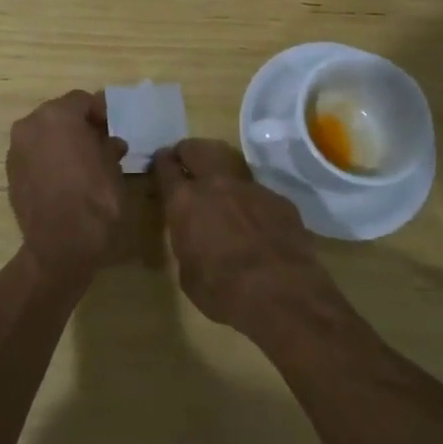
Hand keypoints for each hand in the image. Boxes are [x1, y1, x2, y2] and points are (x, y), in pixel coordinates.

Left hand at [6, 90, 128, 279]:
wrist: (60, 245)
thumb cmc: (93, 198)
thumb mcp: (112, 168)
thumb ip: (109, 146)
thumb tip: (111, 142)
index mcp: (56, 115)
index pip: (82, 100)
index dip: (100, 111)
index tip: (113, 127)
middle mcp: (30, 125)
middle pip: (58, 114)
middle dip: (78, 125)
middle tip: (99, 142)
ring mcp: (16, 149)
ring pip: (43, 135)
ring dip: (61, 142)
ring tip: (83, 161)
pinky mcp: (10, 173)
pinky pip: (33, 155)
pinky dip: (48, 158)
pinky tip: (65, 177)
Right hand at [152, 139, 328, 330]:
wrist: (282, 294)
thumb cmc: (223, 291)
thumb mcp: (188, 273)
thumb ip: (187, 243)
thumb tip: (194, 237)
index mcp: (185, 202)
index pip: (165, 167)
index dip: (161, 162)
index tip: (161, 162)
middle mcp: (215, 184)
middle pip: (197, 149)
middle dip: (188, 151)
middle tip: (186, 160)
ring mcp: (250, 188)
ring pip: (230, 162)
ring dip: (220, 169)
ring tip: (219, 182)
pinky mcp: (278, 199)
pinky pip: (257, 191)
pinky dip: (250, 199)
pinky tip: (254, 218)